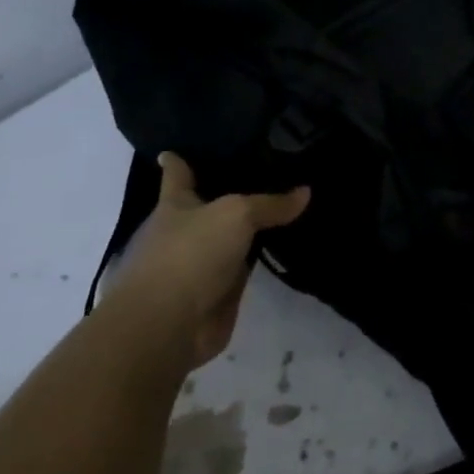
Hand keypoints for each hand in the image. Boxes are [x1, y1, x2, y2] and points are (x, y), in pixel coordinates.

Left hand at [104, 153, 308, 369]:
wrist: (168, 325)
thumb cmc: (189, 255)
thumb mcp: (236, 216)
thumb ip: (270, 204)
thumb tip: (305, 192)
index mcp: (174, 206)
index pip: (178, 175)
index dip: (180, 161)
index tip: (178, 147)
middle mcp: (182, 232)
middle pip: (207, 205)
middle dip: (227, 192)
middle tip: (266, 169)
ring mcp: (198, 265)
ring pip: (228, 238)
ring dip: (247, 229)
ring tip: (284, 204)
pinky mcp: (216, 294)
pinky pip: (243, 269)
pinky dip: (259, 260)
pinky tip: (284, 246)